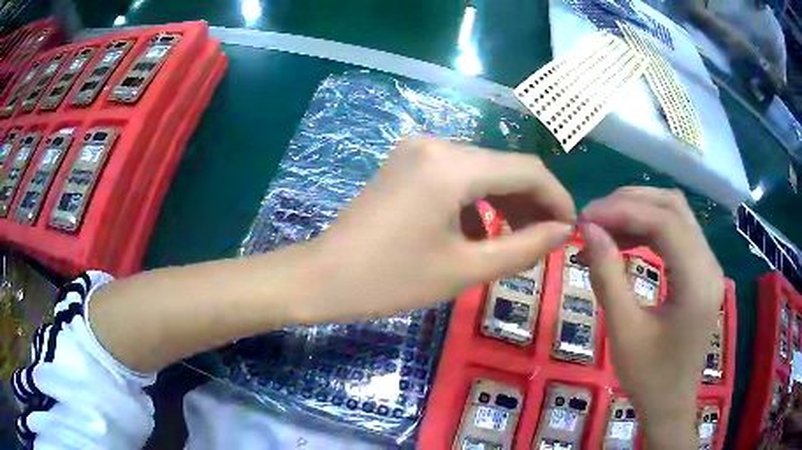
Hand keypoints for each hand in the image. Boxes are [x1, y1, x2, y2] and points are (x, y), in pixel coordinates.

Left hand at [304, 137, 575, 319]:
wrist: (324, 277)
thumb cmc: (391, 280)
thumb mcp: (465, 269)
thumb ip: (523, 248)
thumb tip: (563, 231)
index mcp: (452, 166)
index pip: (527, 170)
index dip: (556, 197)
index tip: (570, 227)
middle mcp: (437, 144)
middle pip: (504, 166)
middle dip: (532, 201)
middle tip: (549, 238)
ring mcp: (417, 150)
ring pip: (481, 170)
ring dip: (506, 202)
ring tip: (521, 238)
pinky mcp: (406, 162)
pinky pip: (456, 175)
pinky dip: (476, 200)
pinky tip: (480, 232)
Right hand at [578, 187, 723, 448]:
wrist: (671, 404)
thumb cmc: (648, 377)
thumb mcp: (623, 331)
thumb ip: (607, 276)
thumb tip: (588, 230)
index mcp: (696, 282)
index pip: (665, 222)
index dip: (623, 210)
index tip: (586, 217)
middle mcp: (709, 264)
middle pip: (674, 207)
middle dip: (631, 203)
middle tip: (594, 218)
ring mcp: (709, 266)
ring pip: (676, 215)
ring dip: (640, 212)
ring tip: (605, 226)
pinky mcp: (702, 272)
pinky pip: (678, 234)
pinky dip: (649, 228)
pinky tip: (626, 239)